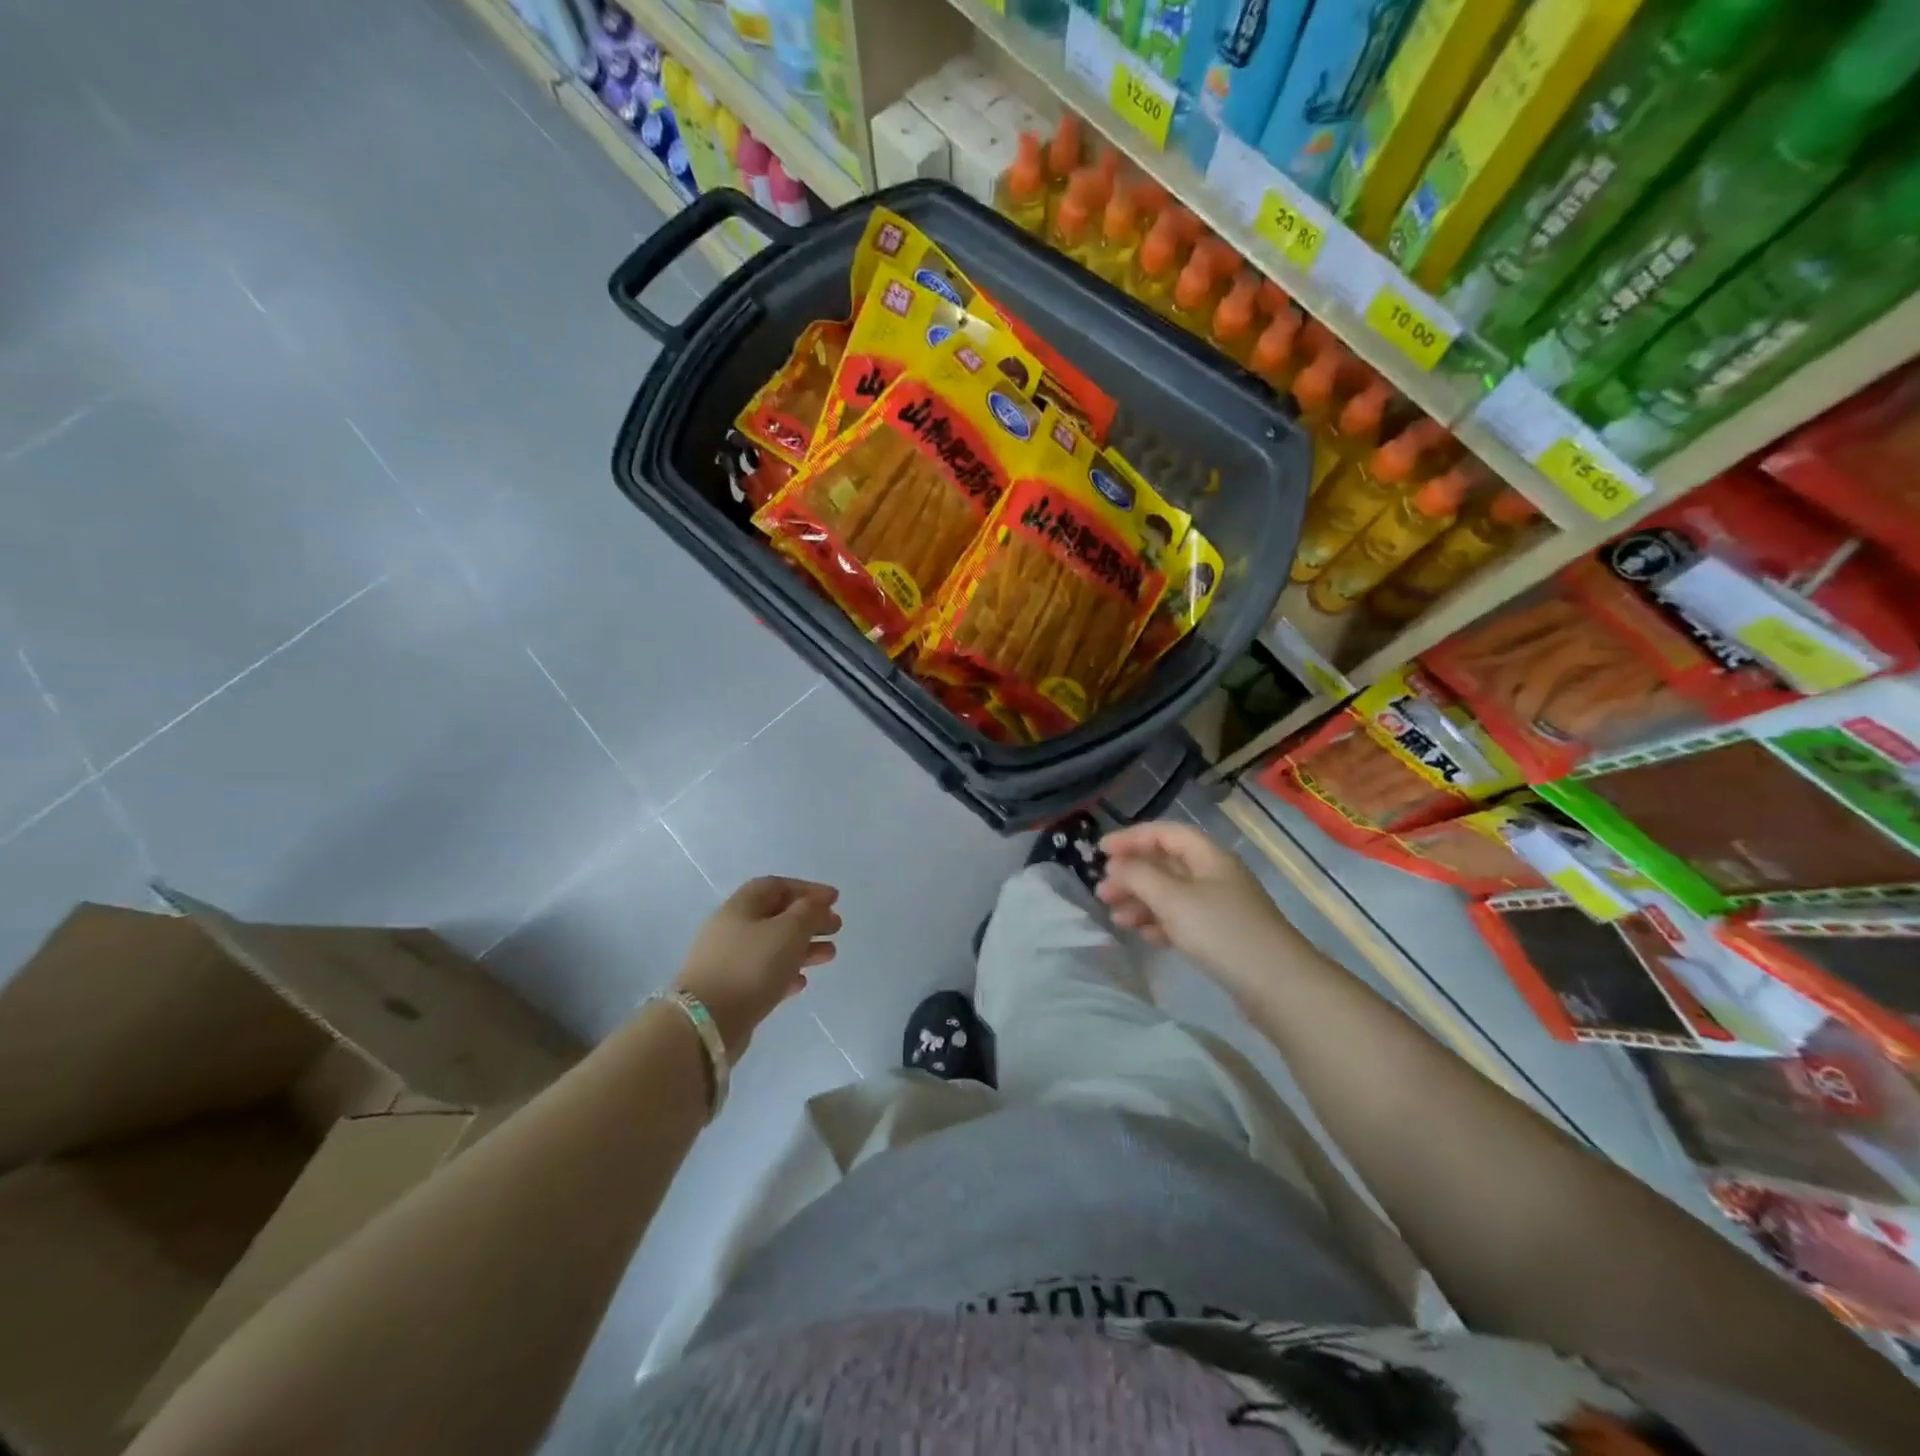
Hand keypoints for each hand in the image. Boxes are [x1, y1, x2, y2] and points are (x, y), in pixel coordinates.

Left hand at [674, 877, 840, 1057]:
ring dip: (803, 947)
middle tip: (836, 927)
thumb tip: (816, 903)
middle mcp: (731, 929)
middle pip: (775, 916)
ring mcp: (728, 961)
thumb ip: (808, 912)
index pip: (776, 885)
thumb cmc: (751, 966)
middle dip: (809, 919)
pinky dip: (785, 972)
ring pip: (772, 946)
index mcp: (741, 906)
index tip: (835, 899)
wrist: (706, 1023)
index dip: (807, 889)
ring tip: (830, 955)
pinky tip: (802, 981)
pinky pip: (763, 974)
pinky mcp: (729, 990)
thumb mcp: (789, 931)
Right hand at [1096, 820, 1295, 996]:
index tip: (1100, 851)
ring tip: (1115, 918)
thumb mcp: (1173, 899)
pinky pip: (1182, 920)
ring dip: (1141, 901)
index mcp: (1209, 856)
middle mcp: (1214, 875)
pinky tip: (1144, 936)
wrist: (1279, 985)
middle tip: (1102, 892)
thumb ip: (1139, 876)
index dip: (1131, 838)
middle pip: (1165, 864)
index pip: (1165, 833)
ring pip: (1171, 894)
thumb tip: (1116, 866)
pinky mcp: (1222, 936)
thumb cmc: (1222, 932)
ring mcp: (1220, 906)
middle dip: (1132, 875)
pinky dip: (1159, 923)